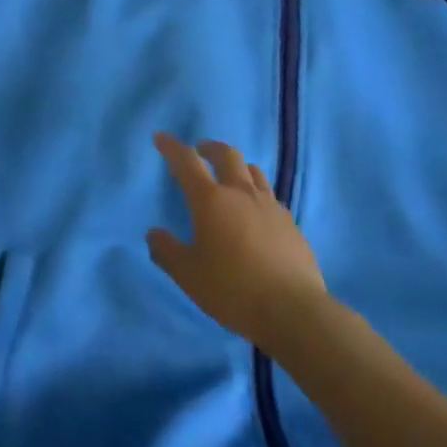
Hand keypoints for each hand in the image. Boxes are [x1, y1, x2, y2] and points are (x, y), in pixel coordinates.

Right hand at [148, 134, 330, 350]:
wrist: (292, 309)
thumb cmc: (232, 290)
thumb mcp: (189, 275)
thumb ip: (167, 251)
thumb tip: (154, 234)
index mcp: (211, 201)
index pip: (187, 162)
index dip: (172, 147)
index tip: (161, 137)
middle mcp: (241, 193)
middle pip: (227, 155)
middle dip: (210, 148)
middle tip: (200, 149)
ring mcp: (270, 205)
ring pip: (252, 171)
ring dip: (236, 166)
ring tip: (229, 176)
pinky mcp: (290, 222)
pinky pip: (269, 195)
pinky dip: (256, 193)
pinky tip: (254, 212)